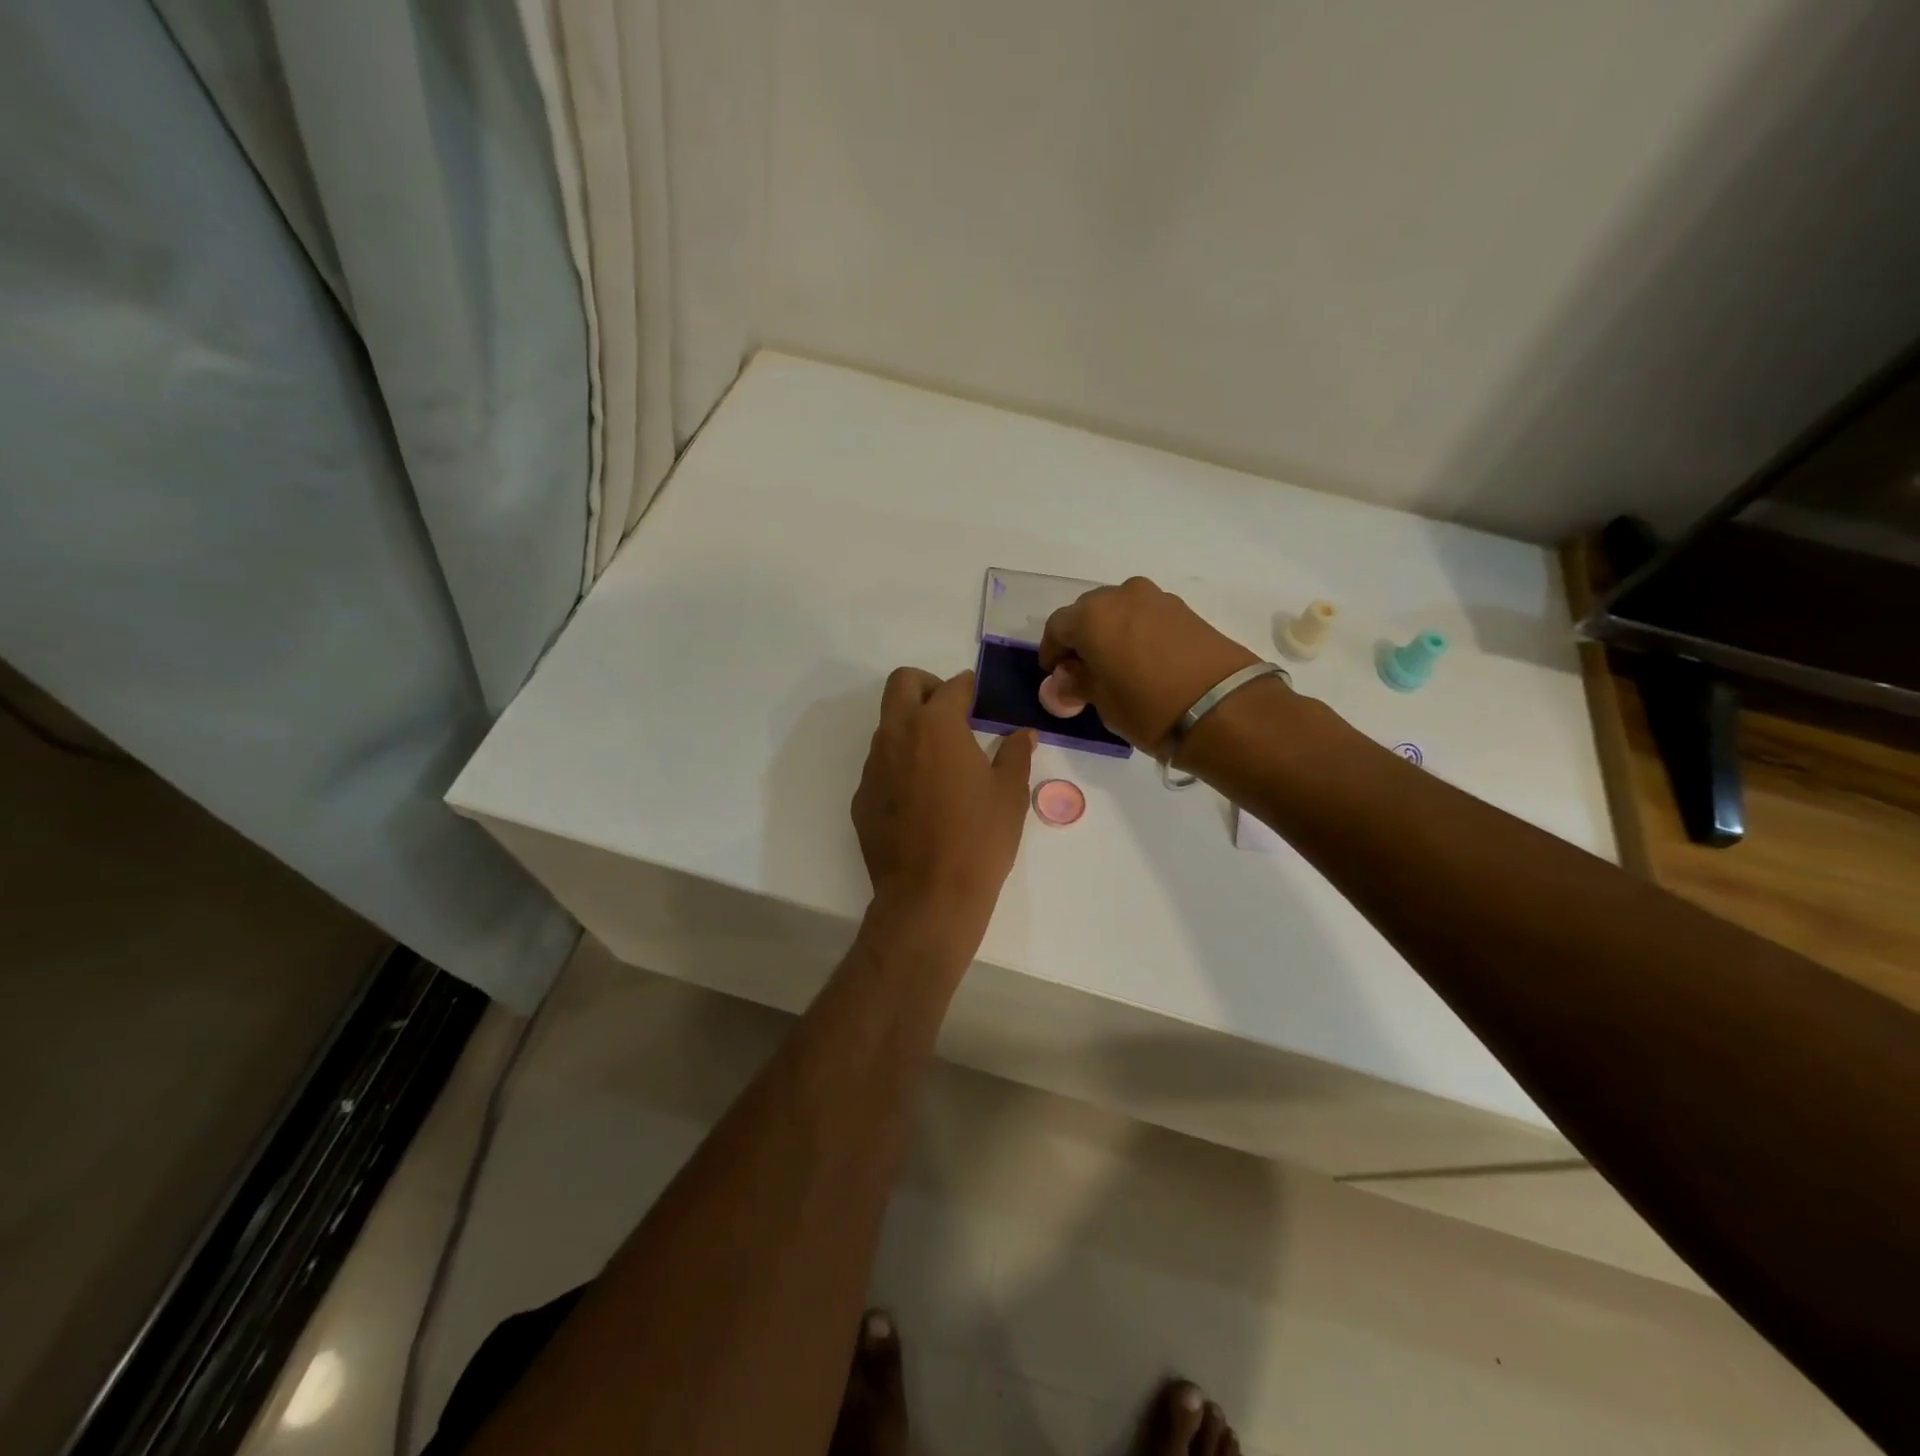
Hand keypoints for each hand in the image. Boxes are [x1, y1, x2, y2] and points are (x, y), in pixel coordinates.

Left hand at [852, 667, 1035, 945]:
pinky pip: (880, 765)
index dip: (969, 687)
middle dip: (926, 686)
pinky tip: (921, 798)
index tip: (980, 697)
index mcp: (936, 725)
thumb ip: (1015, 754)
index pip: (952, 686)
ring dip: (911, 726)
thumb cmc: (979, 839)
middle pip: (902, 684)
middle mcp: (897, 735)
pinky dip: (899, 764)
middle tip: (951, 712)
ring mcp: (873, 766)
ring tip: (940, 761)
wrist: (928, 896)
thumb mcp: (1010, 794)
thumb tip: (1022, 734)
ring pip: (887, 725)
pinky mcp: (862, 797)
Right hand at [1039, 577, 1258, 751]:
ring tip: (1115, 663)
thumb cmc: (1148, 707)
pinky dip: (1137, 632)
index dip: (1051, 651)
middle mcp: (1120, 596)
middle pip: (1088, 612)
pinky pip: (1146, 615)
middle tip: (1083, 668)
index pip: (1057, 627)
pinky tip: (1142, 659)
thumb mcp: (1103, 702)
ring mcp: (1156, 598)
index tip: (1055, 673)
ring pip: (1119, 610)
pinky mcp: (1184, 609)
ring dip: (1111, 631)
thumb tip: (1068, 677)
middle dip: (1081, 637)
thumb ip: (1079, 682)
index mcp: (1091, 616)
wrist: (1223, 708)